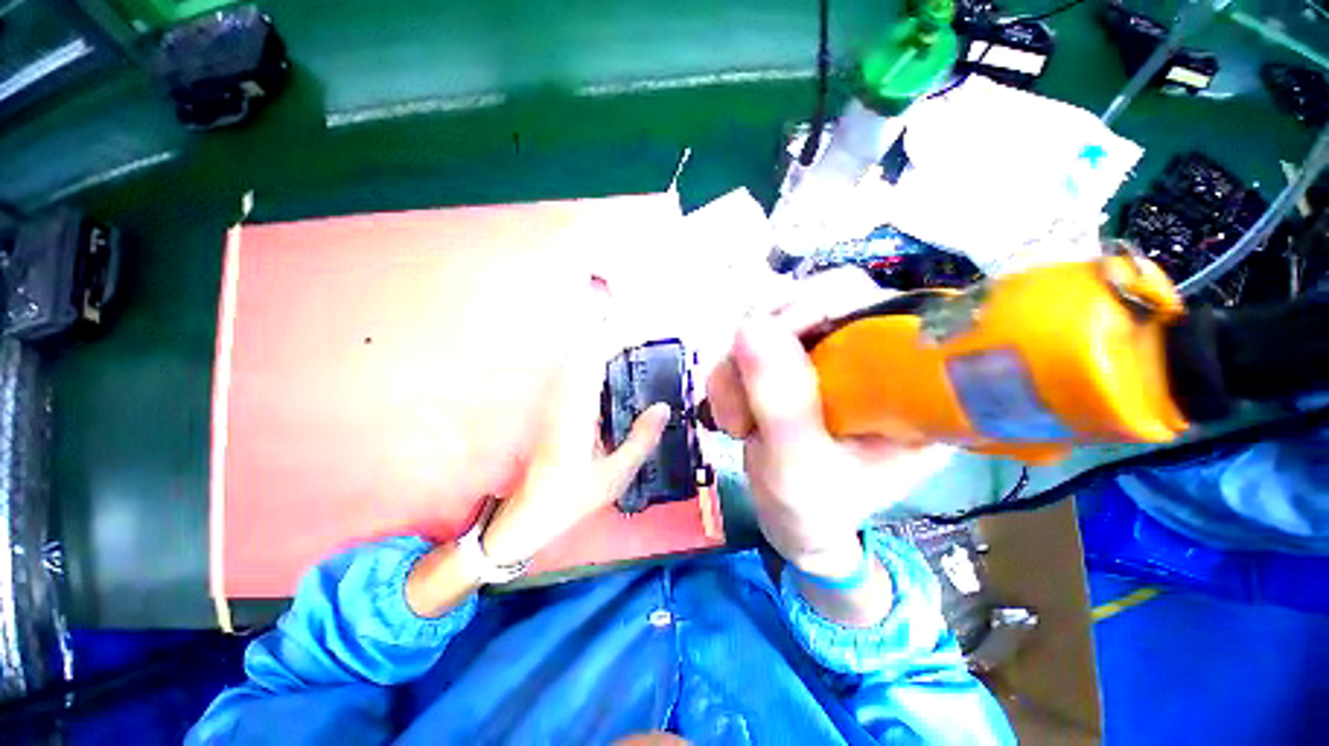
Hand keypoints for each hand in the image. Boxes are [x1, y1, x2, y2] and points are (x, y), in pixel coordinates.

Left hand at [480, 340, 670, 567]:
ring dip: (609, 348)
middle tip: (649, 339)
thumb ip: (641, 440)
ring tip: (640, 350)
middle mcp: (565, 398)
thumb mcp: (615, 475)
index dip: (618, 338)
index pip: (594, 358)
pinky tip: (623, 376)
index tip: (644, 333)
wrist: (530, 512)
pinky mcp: (561, 407)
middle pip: (588, 350)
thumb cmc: (572, 497)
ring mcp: (560, 400)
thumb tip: (662, 407)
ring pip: (584, 360)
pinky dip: (603, 366)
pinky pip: (583, 374)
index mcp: (576, 410)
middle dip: (617, 336)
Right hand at [706, 269, 953, 576]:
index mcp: (908, 381)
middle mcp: (871, 353)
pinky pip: (750, 340)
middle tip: (741, 400)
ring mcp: (828, 351)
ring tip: (735, 421)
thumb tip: (749, 327)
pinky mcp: (792, 357)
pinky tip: (732, 413)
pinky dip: (729, 373)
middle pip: (815, 300)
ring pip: (772, 317)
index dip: (817, 307)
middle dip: (762, 347)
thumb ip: (781, 403)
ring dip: (737, 366)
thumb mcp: (798, 467)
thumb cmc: (812, 508)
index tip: (768, 348)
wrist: (792, 520)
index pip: (875, 305)